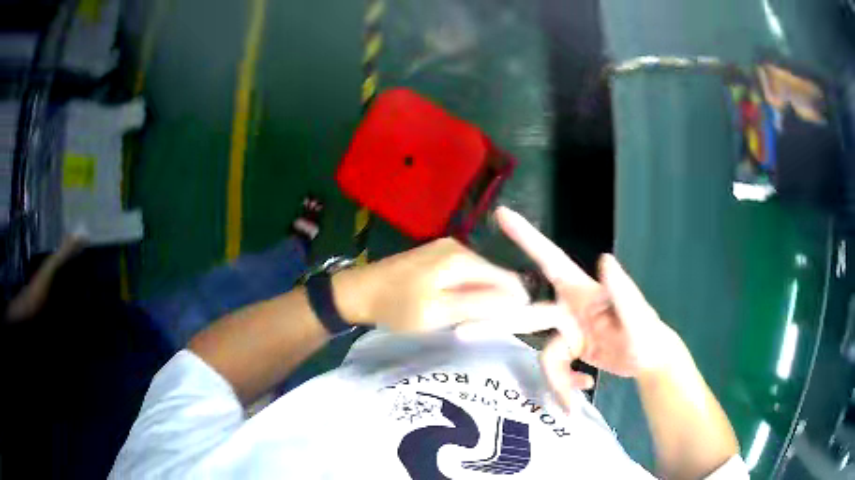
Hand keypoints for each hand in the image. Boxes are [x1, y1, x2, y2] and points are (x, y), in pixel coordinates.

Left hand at [334, 237, 529, 332]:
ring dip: (483, 296)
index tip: (514, 325)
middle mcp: (459, 247)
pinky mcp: (436, 254)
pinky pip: (464, 273)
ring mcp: (446, 248)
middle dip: (498, 299)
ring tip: (476, 319)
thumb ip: (479, 305)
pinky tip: (459, 305)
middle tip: (491, 327)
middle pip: (494, 275)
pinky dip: (467, 290)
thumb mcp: (439, 312)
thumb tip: (519, 300)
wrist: (358, 292)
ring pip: (480, 275)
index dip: (515, 302)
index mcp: (462, 259)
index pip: (507, 279)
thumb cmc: (397, 307)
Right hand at [457, 207, 677, 408]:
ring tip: (571, 404)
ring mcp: (567, 333)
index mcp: (580, 291)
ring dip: (557, 381)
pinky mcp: (570, 353)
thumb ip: (621, 289)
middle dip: (496, 325)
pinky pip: (556, 370)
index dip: (526, 236)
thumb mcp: (637, 314)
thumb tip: (604, 258)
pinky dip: (565, 385)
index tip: (502, 214)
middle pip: (526, 316)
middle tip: (462, 333)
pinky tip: (583, 391)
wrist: (648, 360)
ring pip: (545, 356)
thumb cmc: (646, 331)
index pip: (549, 259)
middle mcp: (568, 309)